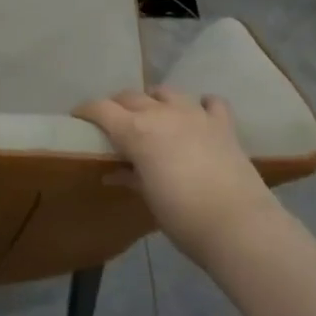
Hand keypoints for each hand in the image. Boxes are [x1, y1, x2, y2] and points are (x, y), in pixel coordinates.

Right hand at [73, 87, 280, 260]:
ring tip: (153, 115)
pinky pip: (210, 102)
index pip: (102, 109)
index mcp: (137, 131)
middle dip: (117, 105)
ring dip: (154, 99)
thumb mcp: (148, 197)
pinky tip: (199, 115)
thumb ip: (130, 176)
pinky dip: (202, 104)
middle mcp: (163, 113)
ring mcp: (195, 114)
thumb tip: (113, 172)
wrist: (237, 224)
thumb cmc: (182, 216)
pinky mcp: (223, 124)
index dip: (86, 110)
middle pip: (131, 96)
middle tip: (113, 123)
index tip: (78, 117)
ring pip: (166, 92)